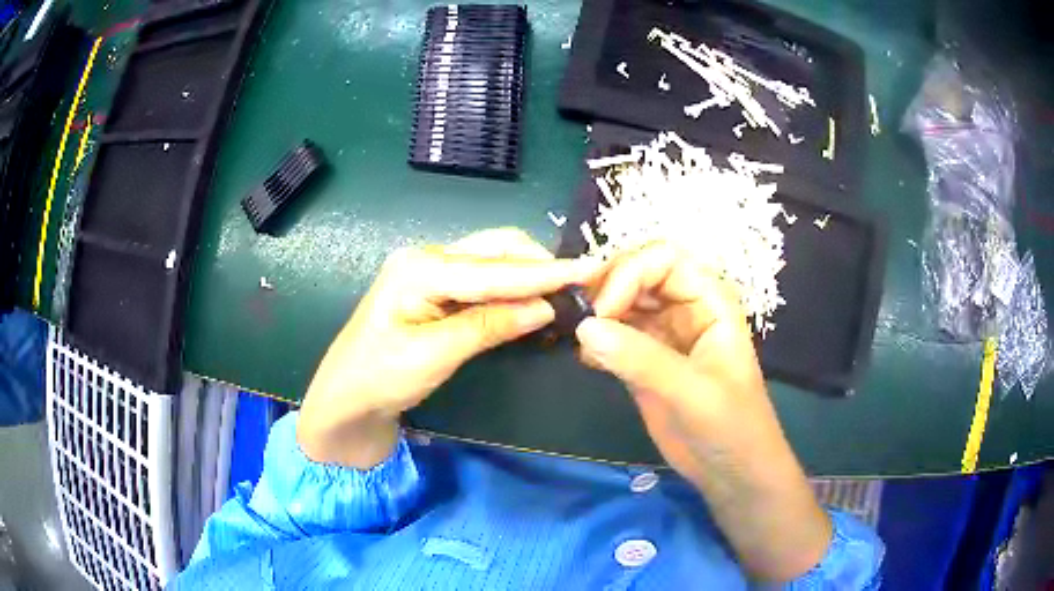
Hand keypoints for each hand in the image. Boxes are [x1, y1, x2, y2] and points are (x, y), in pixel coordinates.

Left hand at [299, 228, 598, 468]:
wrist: (346, 401)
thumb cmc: (379, 379)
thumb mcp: (434, 355)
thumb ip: (489, 325)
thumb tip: (545, 307)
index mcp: (421, 267)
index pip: (496, 268)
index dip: (545, 271)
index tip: (590, 269)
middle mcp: (427, 257)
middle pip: (496, 249)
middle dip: (539, 264)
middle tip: (580, 284)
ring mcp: (431, 272)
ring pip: (493, 262)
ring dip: (528, 274)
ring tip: (564, 291)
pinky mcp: (436, 291)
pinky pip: (483, 280)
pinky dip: (511, 288)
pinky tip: (531, 300)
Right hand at [577, 243, 830, 582]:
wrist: (731, 472)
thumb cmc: (730, 426)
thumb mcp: (692, 392)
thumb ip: (641, 360)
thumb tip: (584, 328)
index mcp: (709, 300)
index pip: (663, 259)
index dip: (630, 273)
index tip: (602, 311)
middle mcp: (684, 308)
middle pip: (637, 273)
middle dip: (606, 288)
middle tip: (579, 320)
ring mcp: (663, 335)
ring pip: (622, 303)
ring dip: (597, 313)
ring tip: (579, 341)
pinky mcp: (644, 361)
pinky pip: (614, 336)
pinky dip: (595, 341)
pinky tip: (586, 362)